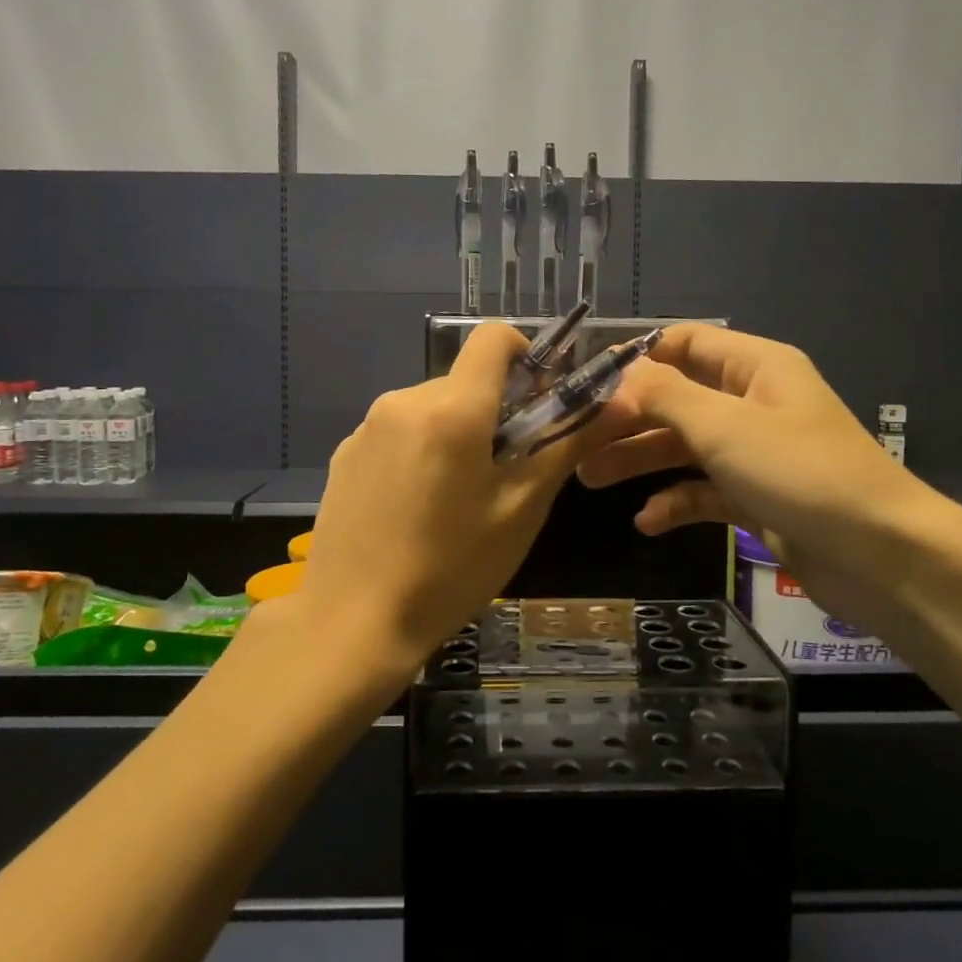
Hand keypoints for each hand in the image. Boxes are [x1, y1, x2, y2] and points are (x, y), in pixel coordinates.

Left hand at [299, 322, 624, 667]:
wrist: (352, 623)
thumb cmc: (451, 569)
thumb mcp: (521, 508)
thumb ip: (566, 444)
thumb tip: (616, 403)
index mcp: (452, 408)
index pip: (493, 338)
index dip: (526, 356)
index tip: (538, 401)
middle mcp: (404, 401)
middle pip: (465, 380)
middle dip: (494, 410)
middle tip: (506, 471)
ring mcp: (367, 427)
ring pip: (432, 408)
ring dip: (457, 433)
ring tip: (459, 498)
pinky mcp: (345, 454)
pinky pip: (398, 432)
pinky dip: (421, 451)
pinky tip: (417, 508)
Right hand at [579, 324, 945, 632]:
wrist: (882, 557)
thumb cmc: (801, 473)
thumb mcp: (725, 426)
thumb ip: (666, 395)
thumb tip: (621, 372)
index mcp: (754, 368)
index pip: (685, 342)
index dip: (637, 357)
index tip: (589, 381)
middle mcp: (753, 403)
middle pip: (677, 398)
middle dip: (628, 417)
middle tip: (576, 440)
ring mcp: (755, 453)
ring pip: (685, 446)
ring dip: (640, 459)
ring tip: (589, 479)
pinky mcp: (757, 498)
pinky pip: (704, 491)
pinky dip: (675, 502)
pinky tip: (647, 522)